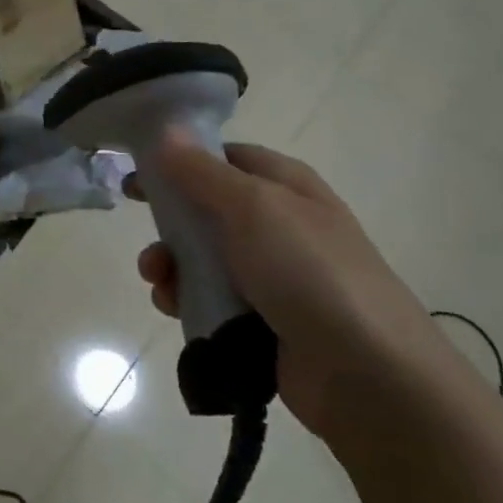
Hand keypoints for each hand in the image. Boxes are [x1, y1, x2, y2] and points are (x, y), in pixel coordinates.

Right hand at [132, 136, 454, 437]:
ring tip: (159, 283)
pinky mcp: (260, 318)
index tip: (136, 178)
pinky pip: (208, 299)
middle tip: (146, 238)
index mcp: (285, 186)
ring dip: (171, 267)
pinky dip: (186, 300)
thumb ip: (201, 171)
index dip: (178, 162)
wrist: (366, 373)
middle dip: (168, 225)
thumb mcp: (253, 208)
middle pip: (205, 211)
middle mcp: (278, 225)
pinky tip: (175, 309)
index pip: (223, 158)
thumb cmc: (309, 272)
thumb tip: (166, 130)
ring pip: (201, 259)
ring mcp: (271, 274)